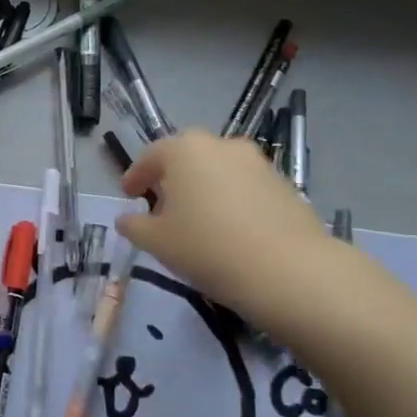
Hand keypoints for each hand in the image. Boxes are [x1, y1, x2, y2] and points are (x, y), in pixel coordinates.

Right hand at [117, 130, 334, 334]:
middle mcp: (221, 146)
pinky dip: (231, 201)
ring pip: (219, 171)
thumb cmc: (207, 248)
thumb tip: (127, 219)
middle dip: (172, 178)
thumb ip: (134, 226)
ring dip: (204, 188)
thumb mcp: (156, 242)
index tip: (128, 196)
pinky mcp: (284, 185)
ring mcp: (257, 163)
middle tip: (162, 206)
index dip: (135, 176)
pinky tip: (229, 230)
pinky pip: (245, 187)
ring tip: (198, 221)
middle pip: (187, 157)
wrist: (289, 271)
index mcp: (184, 150)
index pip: (150, 156)